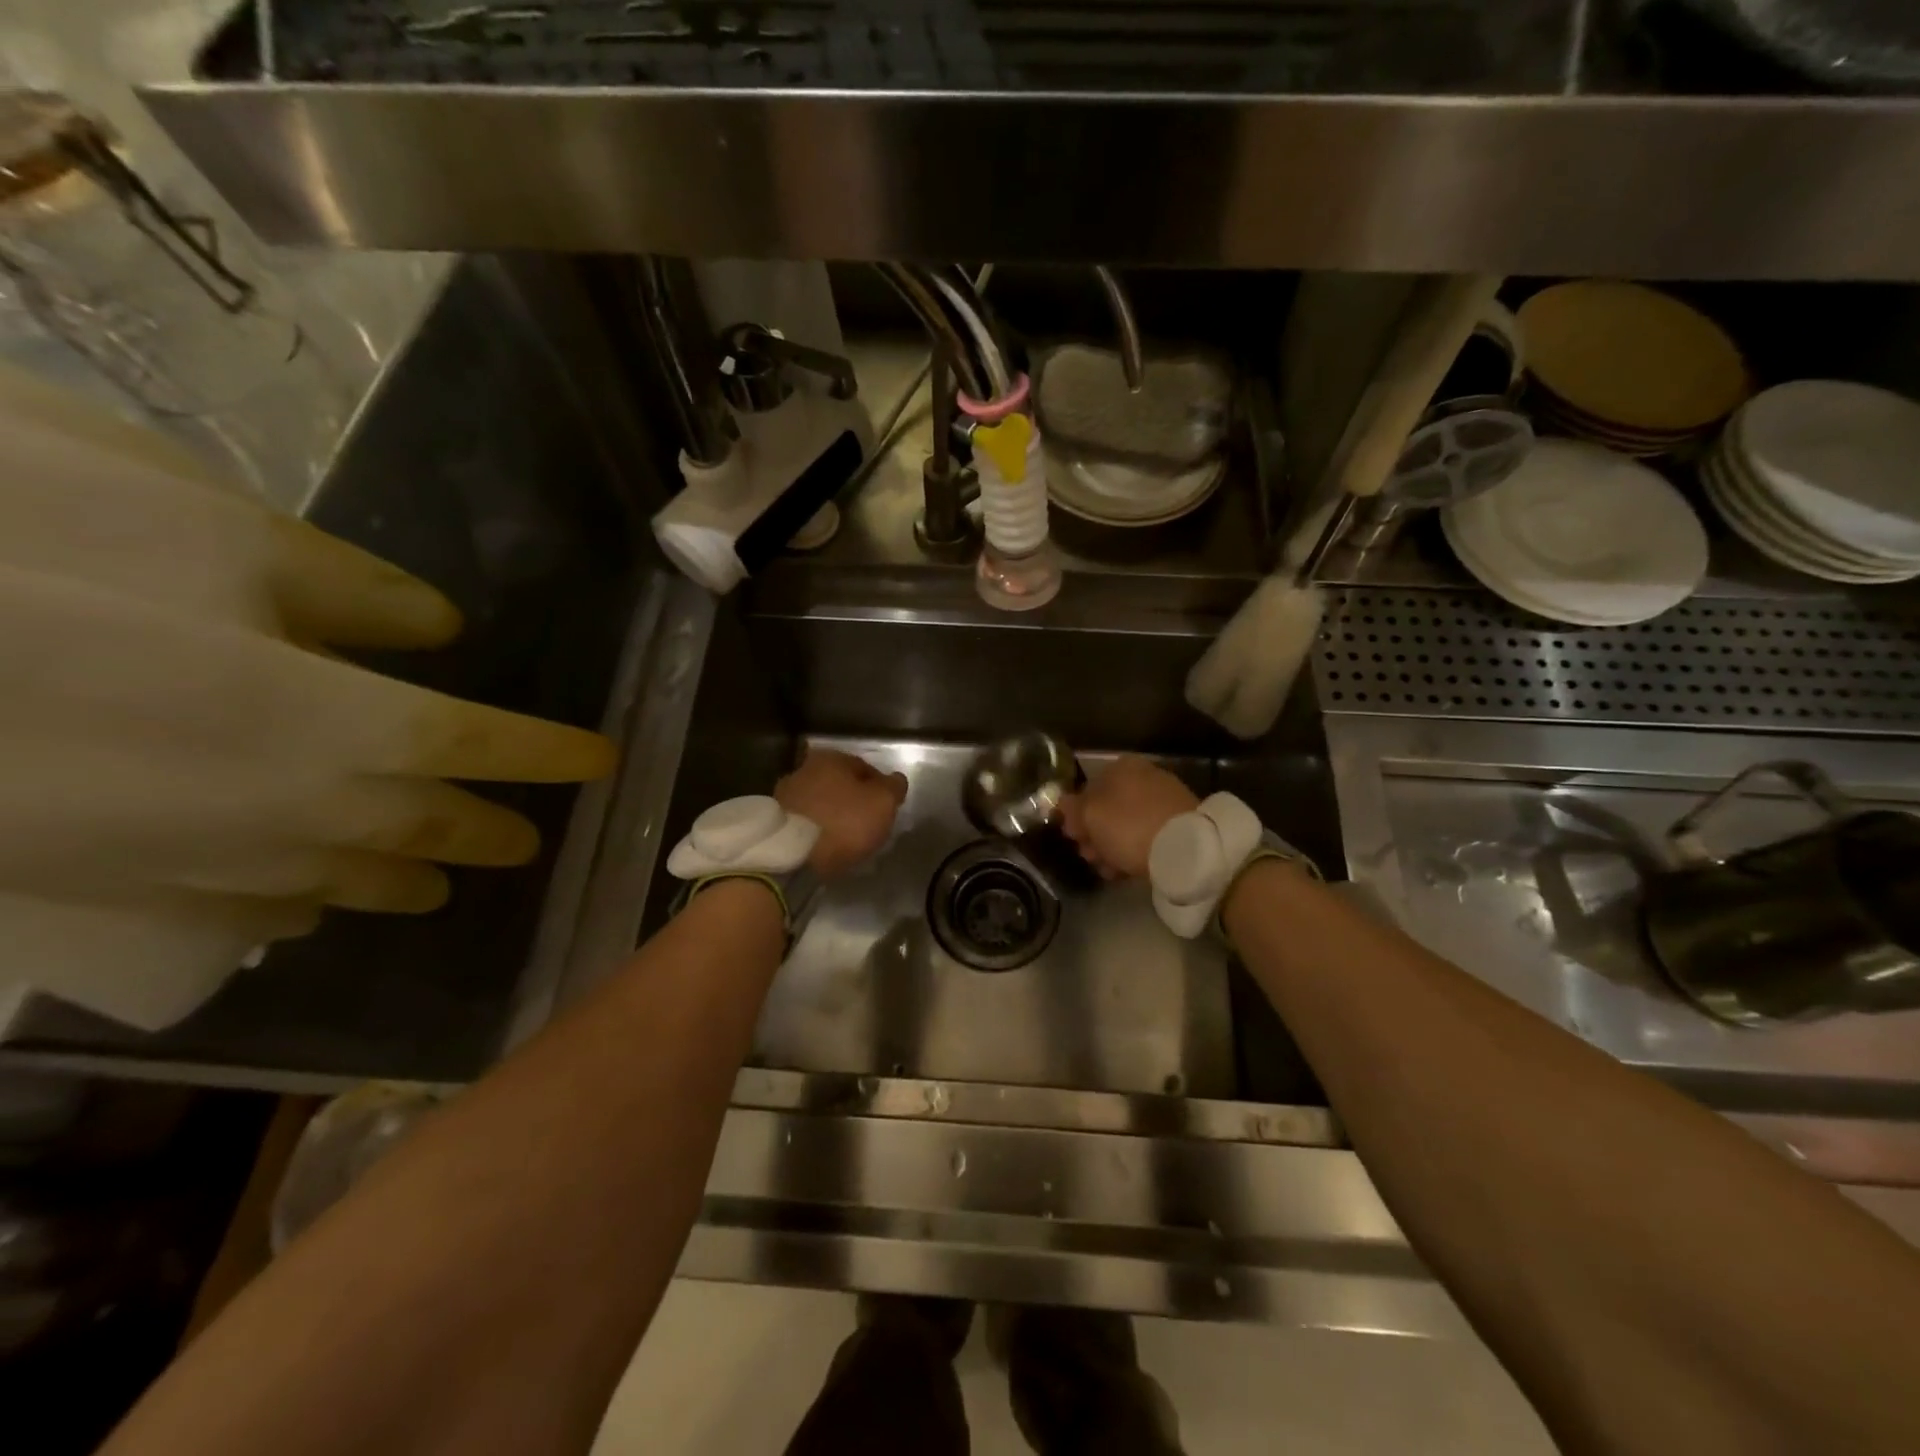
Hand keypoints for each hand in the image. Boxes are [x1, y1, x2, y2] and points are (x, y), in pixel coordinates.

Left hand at [775, 747, 908, 877]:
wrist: (792, 856)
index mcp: (830, 758)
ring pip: (820, 802)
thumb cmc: (844, 822)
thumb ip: (894, 787)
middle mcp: (803, 769)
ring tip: (846, 839)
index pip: (865, 767)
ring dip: (832, 815)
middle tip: (867, 823)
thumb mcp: (883, 803)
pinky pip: (805, 822)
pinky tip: (825, 845)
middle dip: (853, 800)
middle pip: (839, 784)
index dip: (880, 787)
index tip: (887, 808)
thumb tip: (896, 780)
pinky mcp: (775, 822)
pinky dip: (816, 830)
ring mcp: (785, 795)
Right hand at [1060, 755, 1198, 880]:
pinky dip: (1134, 849)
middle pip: (1108, 807)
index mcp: (1120, 767)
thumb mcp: (1089, 816)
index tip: (1072, 837)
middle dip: (1094, 833)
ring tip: (1106, 869)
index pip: (1087, 788)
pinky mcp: (1179, 822)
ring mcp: (1164, 798)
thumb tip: (1063, 803)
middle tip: (1088, 855)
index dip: (1076, 814)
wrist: (1185, 847)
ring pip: (1126, 823)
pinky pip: (1147, 834)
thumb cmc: (1128, 825)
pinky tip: (1125, 870)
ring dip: (1111, 845)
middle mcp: (1144, 776)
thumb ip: (1072, 808)